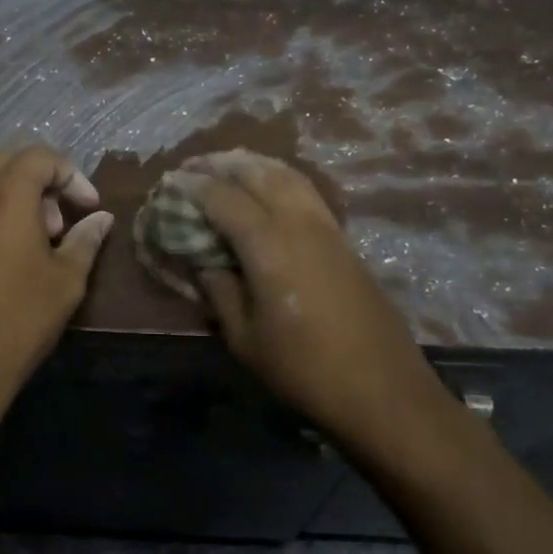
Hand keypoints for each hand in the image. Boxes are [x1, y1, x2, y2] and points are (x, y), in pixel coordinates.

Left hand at [0, 146, 113, 439]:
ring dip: (8, 188)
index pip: (41, 157)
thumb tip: (101, 218)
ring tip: (26, 231)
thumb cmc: (15, 324)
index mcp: (6, 194)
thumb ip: (85, 241)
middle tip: (57, 224)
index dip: (71, 175)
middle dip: (40, 181)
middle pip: (8, 159)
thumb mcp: (64, 284)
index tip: (88, 206)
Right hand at [177, 151, 442, 451]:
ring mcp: (326, 227)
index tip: (170, 181)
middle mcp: (298, 223)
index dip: (194, 186)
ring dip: (253, 164)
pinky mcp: (343, 239)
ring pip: (287, 174)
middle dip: (222, 164)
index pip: (223, 198)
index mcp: (269, 245)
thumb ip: (220, 291)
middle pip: (257, 173)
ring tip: (227, 165)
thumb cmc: (305, 369)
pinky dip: (279, 177)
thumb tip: (204, 261)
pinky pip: (305, 190)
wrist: (383, 389)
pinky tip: (267, 188)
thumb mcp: (245, 339)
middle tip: (194, 165)